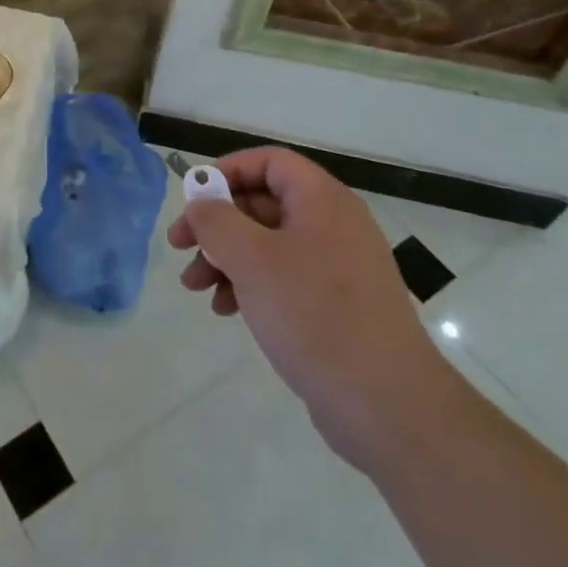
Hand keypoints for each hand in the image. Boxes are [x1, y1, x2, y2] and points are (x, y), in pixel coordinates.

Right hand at [167, 147, 457, 471]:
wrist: (387, 405)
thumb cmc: (314, 315)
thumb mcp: (251, 259)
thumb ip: (216, 221)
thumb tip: (200, 202)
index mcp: (322, 200)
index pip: (269, 161)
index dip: (227, 170)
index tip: (193, 197)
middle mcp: (334, 224)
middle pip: (263, 202)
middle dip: (217, 224)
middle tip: (180, 246)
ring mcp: (338, 267)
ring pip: (268, 244)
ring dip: (226, 258)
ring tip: (194, 287)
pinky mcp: (337, 306)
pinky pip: (284, 278)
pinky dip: (251, 285)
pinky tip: (226, 309)